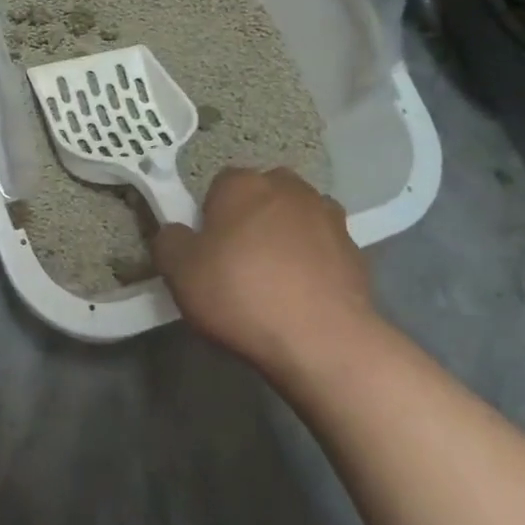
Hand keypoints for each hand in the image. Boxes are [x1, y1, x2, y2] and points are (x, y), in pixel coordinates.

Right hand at [151, 167, 381, 375]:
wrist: (322, 340)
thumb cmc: (240, 295)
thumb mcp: (180, 272)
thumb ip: (169, 242)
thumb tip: (175, 232)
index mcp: (243, 185)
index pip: (219, 183)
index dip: (210, 213)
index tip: (207, 246)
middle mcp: (288, 189)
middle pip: (263, 193)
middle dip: (252, 215)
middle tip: (239, 257)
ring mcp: (328, 217)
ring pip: (297, 216)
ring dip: (286, 234)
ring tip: (275, 276)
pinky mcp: (355, 250)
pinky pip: (323, 247)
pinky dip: (313, 261)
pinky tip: (303, 293)